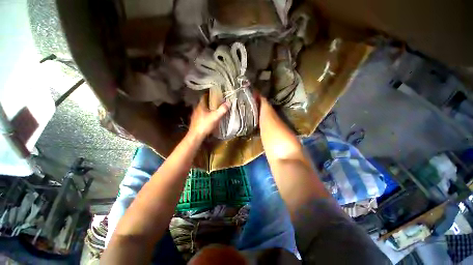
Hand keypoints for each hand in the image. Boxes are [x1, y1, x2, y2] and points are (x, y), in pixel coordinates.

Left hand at [188, 94, 228, 140]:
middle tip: (217, 103)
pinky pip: (202, 116)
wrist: (196, 136)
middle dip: (210, 102)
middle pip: (204, 103)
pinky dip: (206, 115)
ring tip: (214, 110)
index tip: (215, 94)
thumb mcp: (215, 117)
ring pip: (202, 110)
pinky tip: (210, 119)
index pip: (204, 97)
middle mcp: (197, 109)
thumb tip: (228, 103)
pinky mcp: (195, 122)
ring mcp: (195, 116)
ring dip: (208, 109)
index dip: (209, 94)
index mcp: (201, 106)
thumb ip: (222, 110)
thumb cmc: (205, 125)